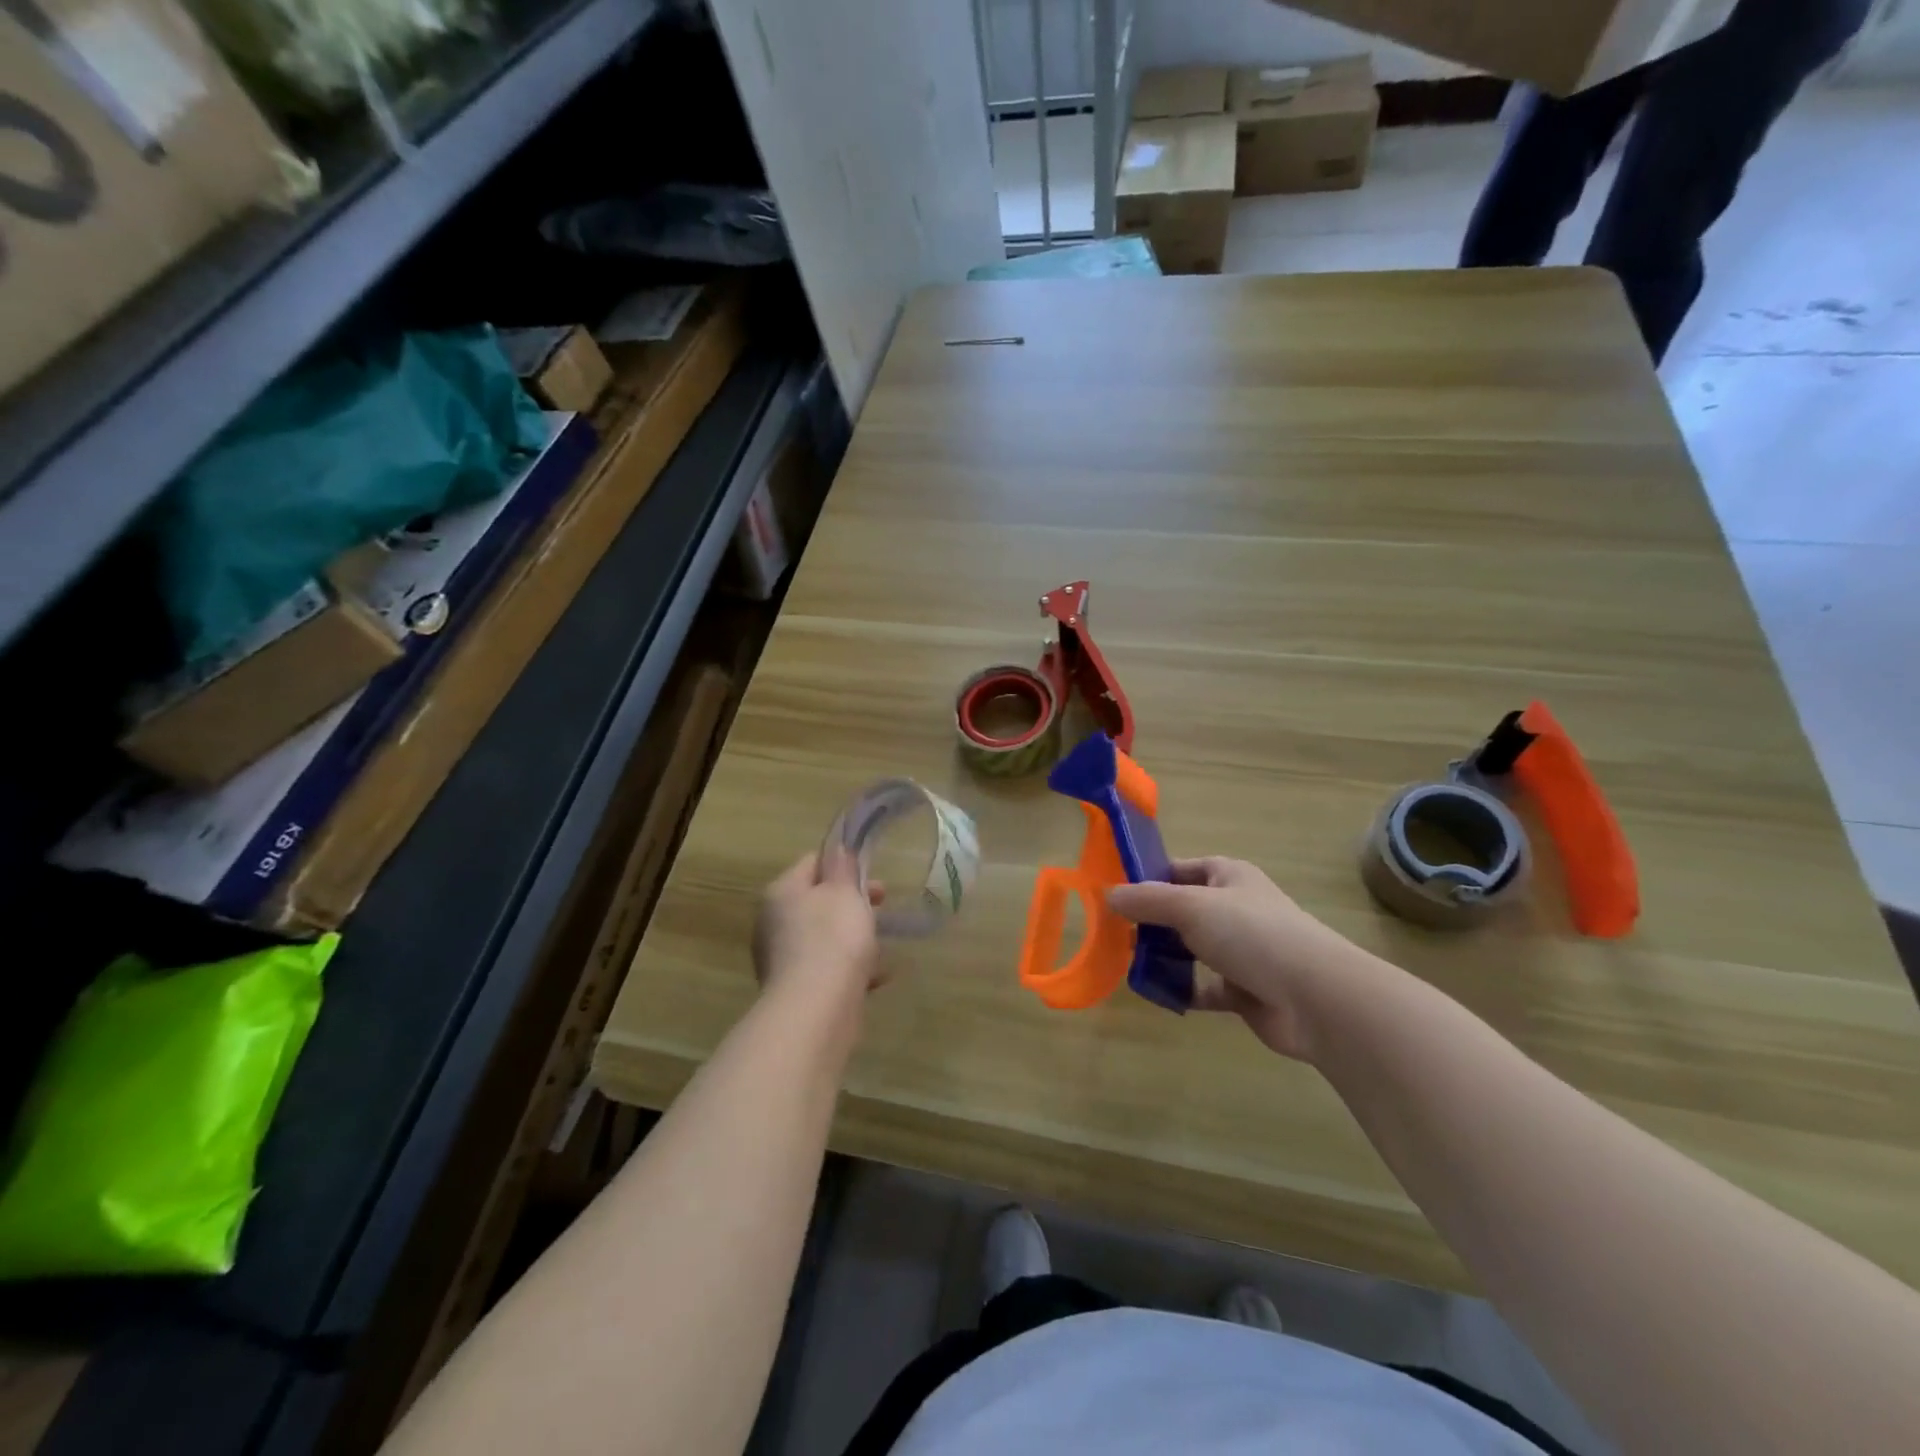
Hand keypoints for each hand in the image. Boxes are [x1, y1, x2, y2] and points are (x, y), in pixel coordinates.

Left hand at [753, 849, 886, 997]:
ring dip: (854, 938)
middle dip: (853, 903)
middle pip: (819, 901)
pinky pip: (829, 969)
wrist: (816, 1009)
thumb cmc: (833, 938)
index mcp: (781, 892)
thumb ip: (842, 867)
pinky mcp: (797, 989)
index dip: (843, 864)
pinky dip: (852, 969)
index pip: (812, 863)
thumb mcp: (844, 891)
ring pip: (825, 937)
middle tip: (882, 907)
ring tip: (883, 945)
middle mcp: (774, 922)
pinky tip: (878, 976)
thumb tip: (837, 850)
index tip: (872, 875)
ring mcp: (783, 958)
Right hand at [1107, 857, 1375, 1062]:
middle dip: (1149, 922)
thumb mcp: (1190, 906)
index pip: (1179, 869)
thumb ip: (1147, 900)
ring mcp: (1241, 951)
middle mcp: (1235, 909)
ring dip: (1163, 957)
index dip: (1148, 877)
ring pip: (1191, 949)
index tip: (1113, 893)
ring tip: (1128, 964)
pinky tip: (1159, 994)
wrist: (1315, 998)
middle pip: (1182, 910)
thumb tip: (1107, 894)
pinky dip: (1182, 990)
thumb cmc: (1251, 934)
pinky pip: (1203, 987)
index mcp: (1228, 877)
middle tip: (1113, 933)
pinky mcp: (1244, 989)